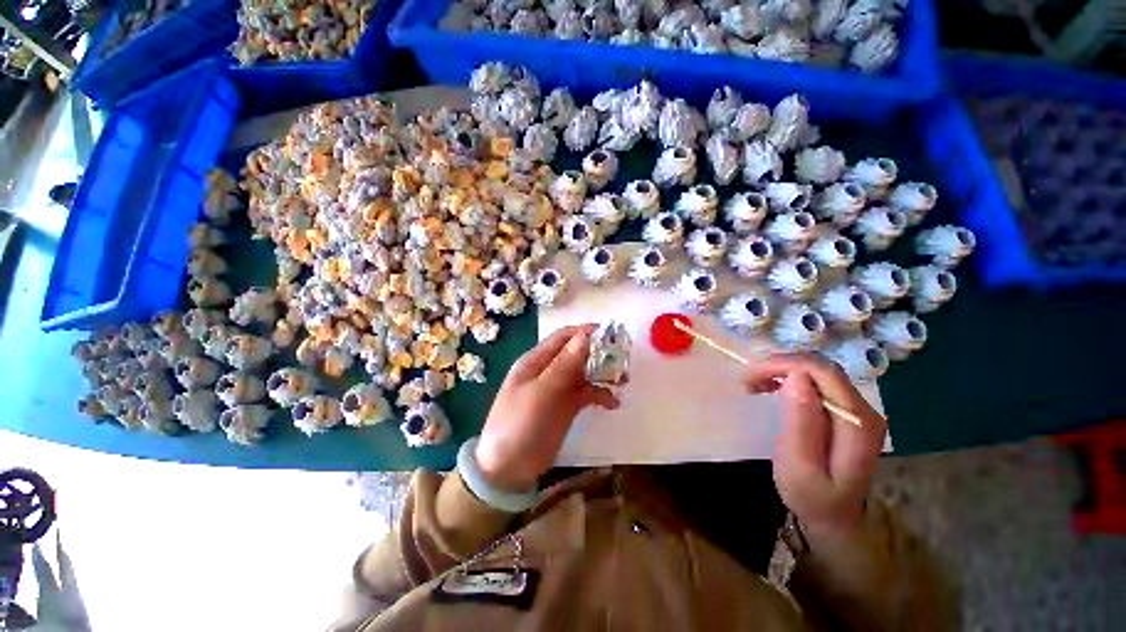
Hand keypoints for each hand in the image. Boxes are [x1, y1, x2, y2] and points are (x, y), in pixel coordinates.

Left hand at [475, 325, 619, 491]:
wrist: (508, 470)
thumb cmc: (519, 426)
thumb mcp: (541, 393)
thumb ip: (563, 365)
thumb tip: (585, 336)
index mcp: (536, 361)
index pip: (563, 337)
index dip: (585, 332)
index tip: (611, 332)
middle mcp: (548, 371)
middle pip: (577, 353)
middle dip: (599, 352)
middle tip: (623, 357)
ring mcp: (558, 389)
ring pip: (584, 372)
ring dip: (603, 373)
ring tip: (624, 380)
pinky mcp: (566, 407)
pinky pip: (587, 394)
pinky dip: (600, 395)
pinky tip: (613, 404)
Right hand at [744, 353, 886, 541]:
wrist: (835, 518)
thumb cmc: (811, 497)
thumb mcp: (799, 466)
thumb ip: (800, 422)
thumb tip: (796, 378)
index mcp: (857, 423)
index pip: (824, 373)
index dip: (785, 365)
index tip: (751, 376)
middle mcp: (864, 409)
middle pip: (822, 368)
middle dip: (781, 365)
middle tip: (748, 379)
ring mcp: (857, 409)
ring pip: (818, 372)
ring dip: (783, 371)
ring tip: (756, 382)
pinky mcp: (846, 411)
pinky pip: (817, 382)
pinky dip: (790, 379)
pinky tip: (773, 387)